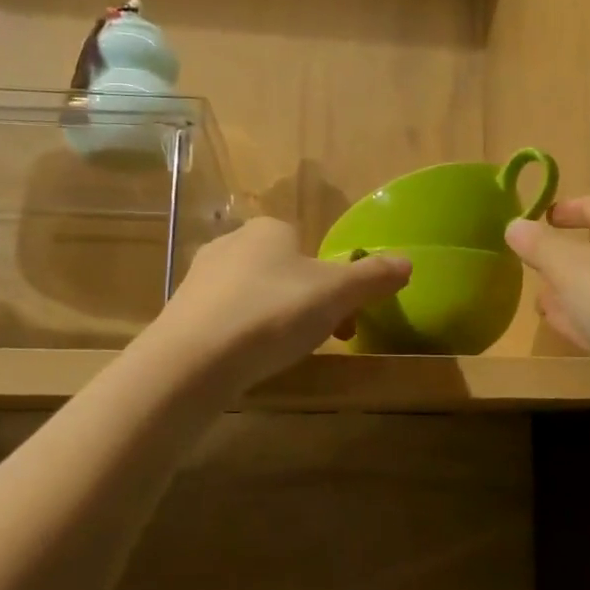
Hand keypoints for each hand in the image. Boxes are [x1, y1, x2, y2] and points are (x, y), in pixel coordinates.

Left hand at [144, 217, 409, 398]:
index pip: (310, 247)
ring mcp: (201, 278)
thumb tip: (408, 262)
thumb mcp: (337, 294)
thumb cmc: (274, 313)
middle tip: (325, 340)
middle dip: (310, 304)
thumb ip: (373, 276)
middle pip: (285, 272)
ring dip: (278, 319)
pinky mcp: (181, 313)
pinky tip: (251, 360)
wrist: (194, 360)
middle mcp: (231, 243)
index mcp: (269, 229)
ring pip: (256, 295)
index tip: (346, 319)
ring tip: (287, 355)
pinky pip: (228, 319)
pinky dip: (246, 335)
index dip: (335, 282)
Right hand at [506, 196, 589, 423]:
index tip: (542, 218)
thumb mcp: (570, 268)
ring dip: (573, 293)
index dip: (567, 209)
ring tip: (542, 304)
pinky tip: (573, 334)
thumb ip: (539, 246)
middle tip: (533, 267)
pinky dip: (589, 322)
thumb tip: (513, 224)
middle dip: (564, 257)